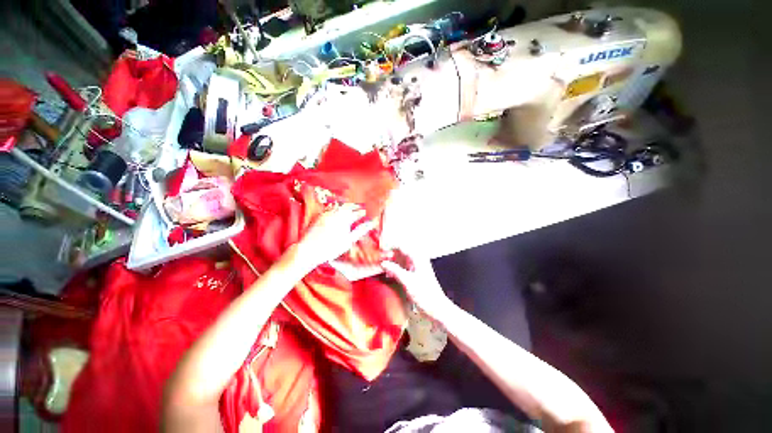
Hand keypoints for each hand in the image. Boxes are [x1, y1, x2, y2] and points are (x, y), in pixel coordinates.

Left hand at [294, 203, 375, 269]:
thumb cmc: (331, 248)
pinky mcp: (320, 216)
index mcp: (345, 219)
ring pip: (339, 206)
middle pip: (348, 207)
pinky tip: (337, 211)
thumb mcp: (349, 240)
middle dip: (354, 207)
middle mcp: (336, 214)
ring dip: (346, 206)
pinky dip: (336, 208)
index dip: (361, 213)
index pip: (356, 213)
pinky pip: (330, 208)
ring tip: (350, 208)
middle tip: (359, 208)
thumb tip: (370, 224)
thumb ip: (360, 230)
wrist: (310, 249)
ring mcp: (327, 214)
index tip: (365, 213)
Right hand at [382, 251, 454, 320]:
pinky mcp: (413, 274)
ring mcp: (415, 267)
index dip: (389, 246)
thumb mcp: (408, 281)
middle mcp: (416, 259)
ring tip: (380, 265)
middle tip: (378, 259)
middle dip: (389, 254)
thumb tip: (383, 263)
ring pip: (400, 259)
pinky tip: (388, 273)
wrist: (436, 307)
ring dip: (391, 261)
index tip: (379, 250)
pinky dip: (394, 268)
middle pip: (400, 252)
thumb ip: (395, 270)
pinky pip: (401, 267)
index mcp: (417, 257)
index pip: (401, 246)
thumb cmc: (425, 293)